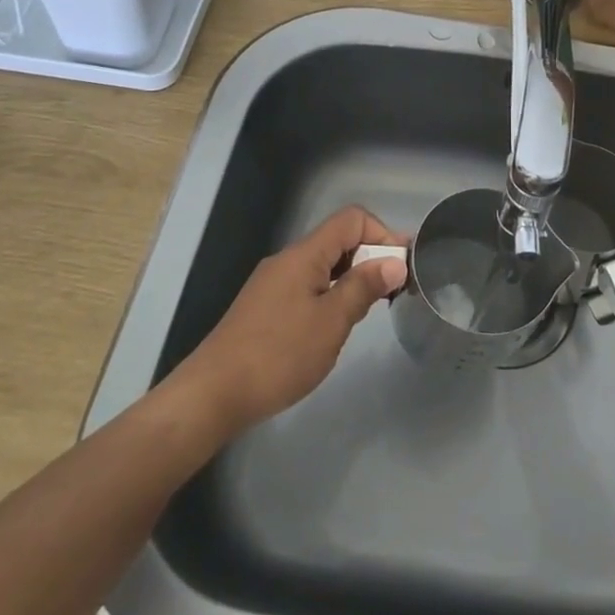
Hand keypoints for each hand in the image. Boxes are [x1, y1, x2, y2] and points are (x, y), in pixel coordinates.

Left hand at [176, 206, 407, 431]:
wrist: (213, 394)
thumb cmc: (278, 355)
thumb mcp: (331, 322)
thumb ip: (364, 287)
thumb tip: (394, 262)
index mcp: (304, 255)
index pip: (351, 219)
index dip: (382, 234)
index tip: (401, 267)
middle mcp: (288, 260)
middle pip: (338, 239)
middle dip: (370, 257)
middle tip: (392, 291)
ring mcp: (273, 283)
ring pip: (323, 265)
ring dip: (351, 278)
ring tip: (369, 310)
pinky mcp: (265, 307)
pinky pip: (308, 285)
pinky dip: (330, 294)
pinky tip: (335, 326)